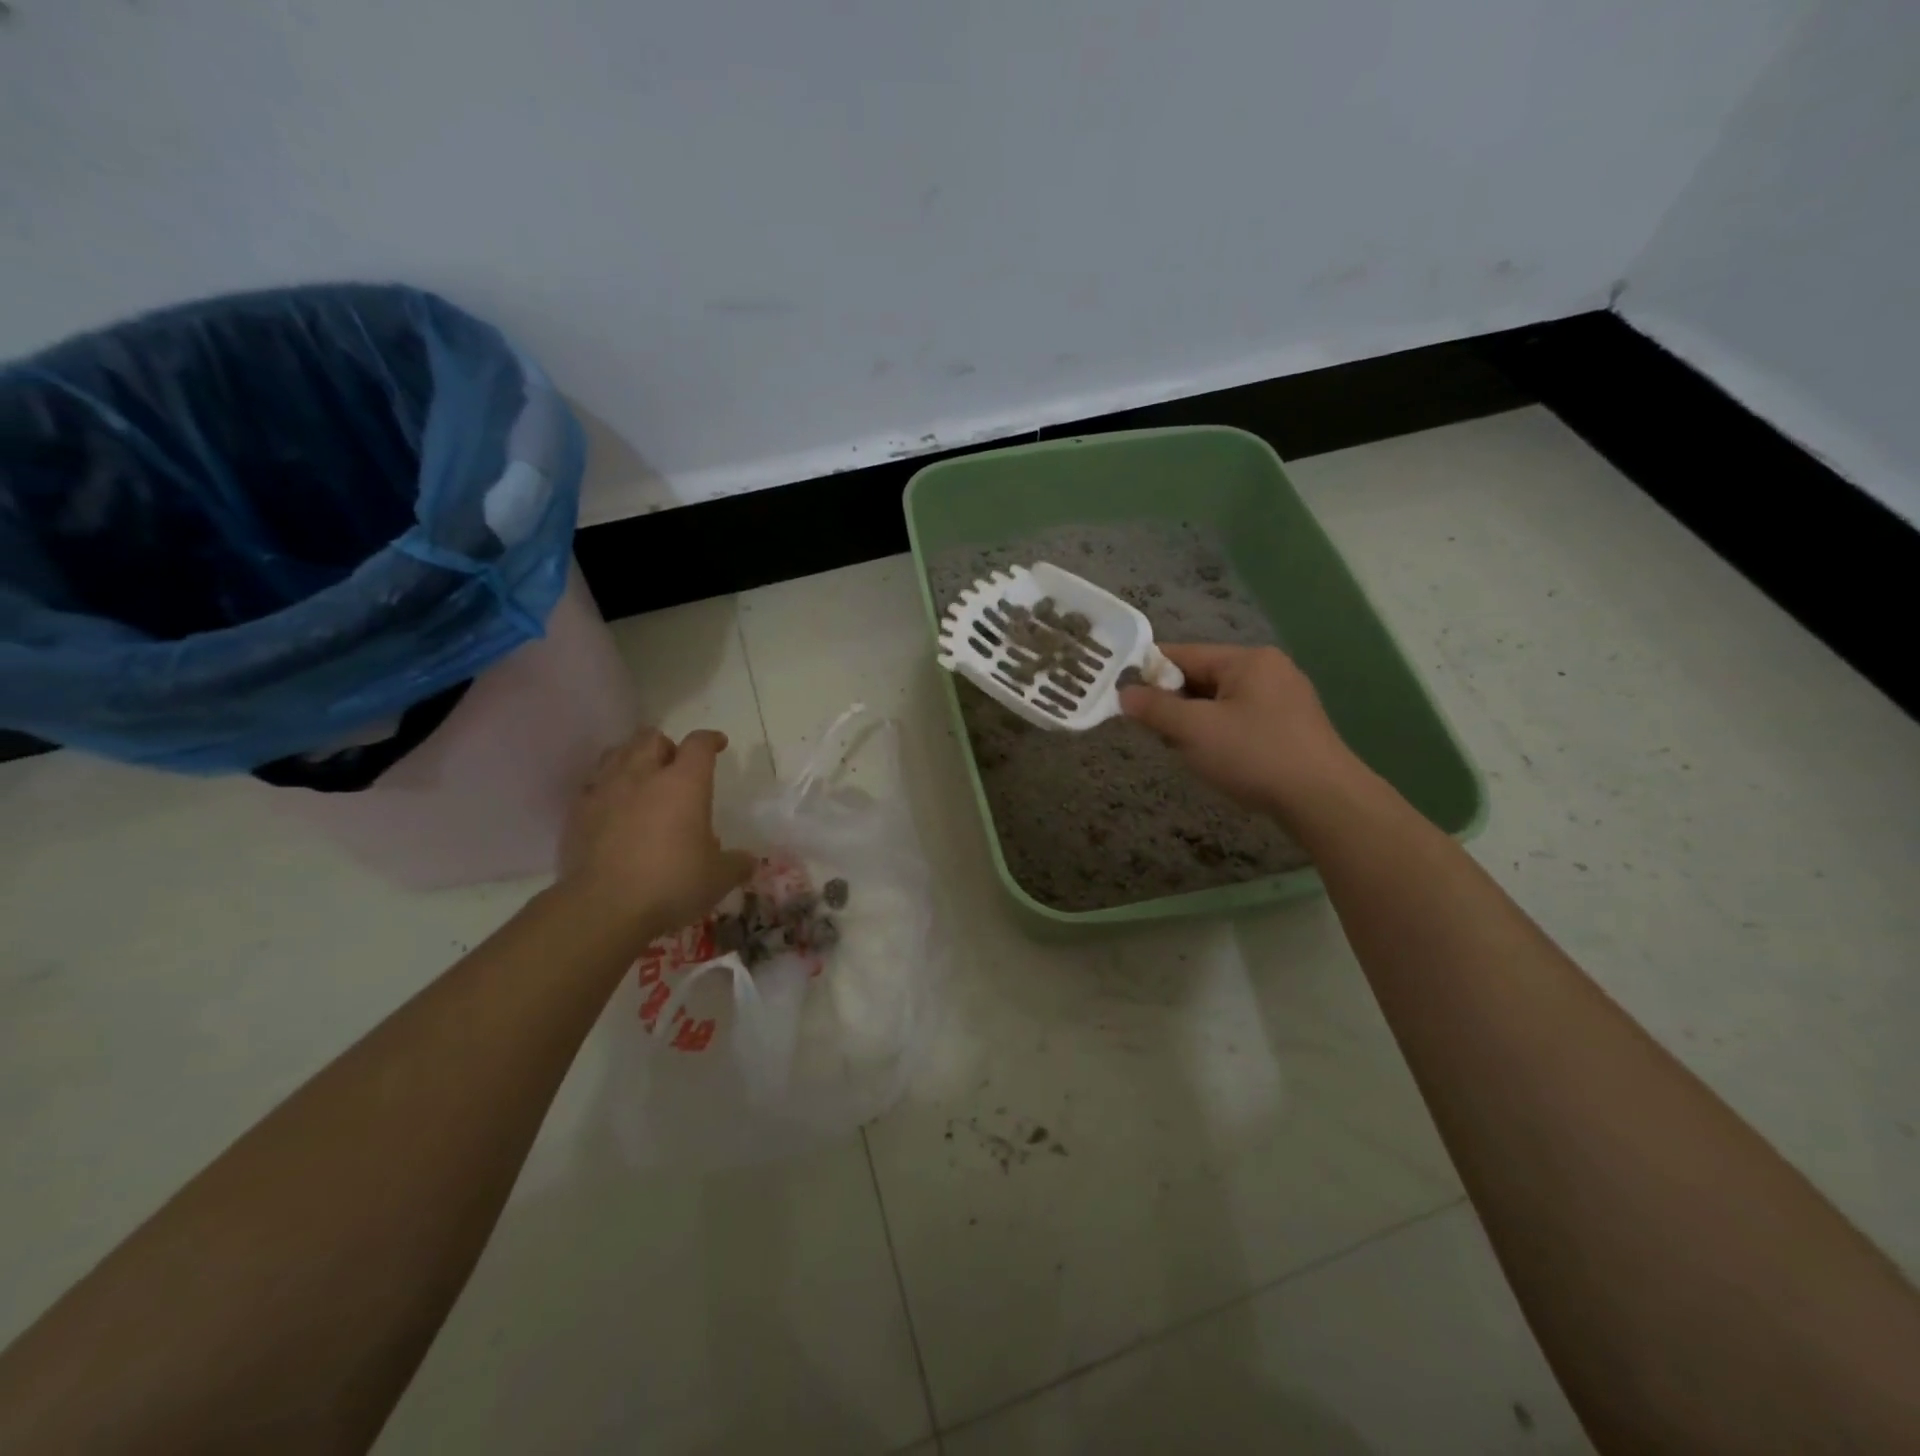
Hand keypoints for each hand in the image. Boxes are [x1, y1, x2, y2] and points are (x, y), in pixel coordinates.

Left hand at [558, 727, 756, 943]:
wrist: (603, 908)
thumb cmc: (671, 884)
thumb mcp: (718, 878)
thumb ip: (736, 863)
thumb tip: (748, 860)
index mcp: (684, 783)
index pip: (699, 744)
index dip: (710, 740)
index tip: (719, 744)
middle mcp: (643, 776)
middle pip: (651, 738)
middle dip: (666, 745)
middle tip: (675, 764)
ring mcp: (605, 791)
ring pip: (617, 753)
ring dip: (633, 758)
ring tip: (642, 778)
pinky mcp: (577, 813)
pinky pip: (593, 784)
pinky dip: (607, 787)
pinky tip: (614, 806)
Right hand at [1119, 644, 1363, 824]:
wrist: (1323, 800)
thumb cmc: (1254, 755)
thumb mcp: (1194, 730)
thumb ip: (1155, 709)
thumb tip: (1124, 693)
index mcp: (1247, 659)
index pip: (1184, 654)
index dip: (1149, 673)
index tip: (1123, 695)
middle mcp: (1269, 670)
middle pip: (1203, 677)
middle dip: (1174, 703)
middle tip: (1154, 732)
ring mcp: (1285, 698)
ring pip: (1221, 702)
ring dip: (1196, 722)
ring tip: (1183, 750)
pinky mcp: (1292, 727)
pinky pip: (1242, 720)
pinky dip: (1220, 734)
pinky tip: (1216, 759)